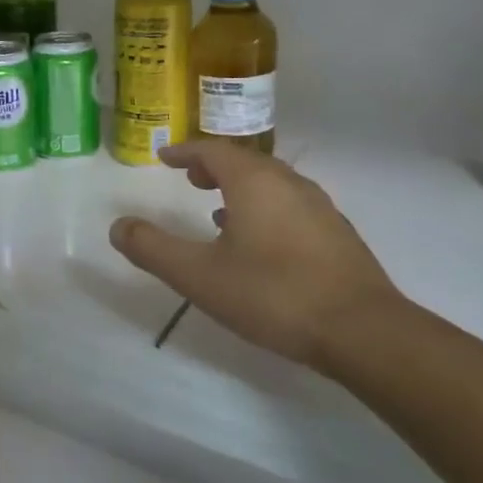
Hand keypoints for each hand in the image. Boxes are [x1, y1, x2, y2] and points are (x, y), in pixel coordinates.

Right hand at [109, 142, 400, 372]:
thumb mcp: (198, 275)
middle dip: (214, 167)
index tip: (165, 157)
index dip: (185, 151)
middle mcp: (289, 184)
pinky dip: (265, 209)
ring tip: (218, 211)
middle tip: (190, 179)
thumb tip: (118, 226)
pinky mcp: (338, 236)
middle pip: (246, 162)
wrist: (364, 332)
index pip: (213, 150)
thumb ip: (153, 248)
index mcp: (254, 182)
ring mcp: (320, 209)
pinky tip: (259, 243)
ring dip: (241, 188)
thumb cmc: (272, 294)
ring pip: (272, 184)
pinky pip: (291, 206)